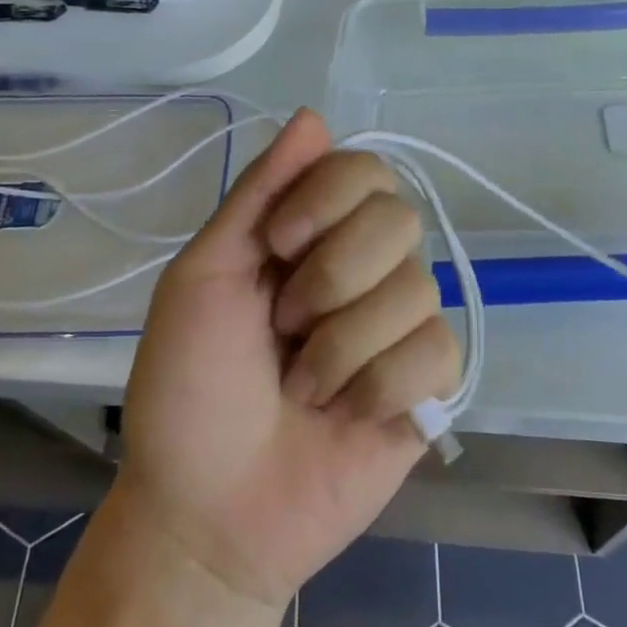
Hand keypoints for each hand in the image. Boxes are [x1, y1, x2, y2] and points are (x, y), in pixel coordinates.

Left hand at [117, 108, 460, 616]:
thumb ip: (260, 193)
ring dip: (342, 348)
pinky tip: (347, 417)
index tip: (280, 245)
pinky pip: (437, 351)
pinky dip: (380, 387)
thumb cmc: (189, 388)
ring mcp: (401, 326)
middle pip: (399, 220)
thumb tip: (315, 114)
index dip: (329, 199)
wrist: (207, 512)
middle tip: (284, 331)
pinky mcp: (429, 384)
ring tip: (302, 390)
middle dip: (331, 280)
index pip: (364, 170)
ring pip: (415, 290)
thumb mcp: (204, 277)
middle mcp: (366, 268)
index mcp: (313, 235)